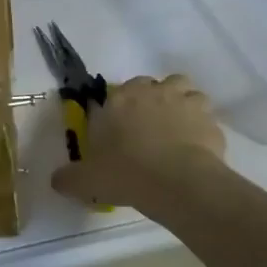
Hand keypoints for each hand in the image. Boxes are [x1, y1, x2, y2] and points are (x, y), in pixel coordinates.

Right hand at [51, 74, 224, 206]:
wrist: (176, 182)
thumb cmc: (126, 173)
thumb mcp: (87, 180)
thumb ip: (69, 177)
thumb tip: (56, 180)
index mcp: (120, 99)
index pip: (120, 90)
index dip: (122, 106)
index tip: (122, 127)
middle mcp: (153, 91)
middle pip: (154, 84)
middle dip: (153, 100)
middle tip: (150, 128)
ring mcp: (185, 102)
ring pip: (186, 91)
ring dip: (182, 104)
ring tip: (178, 130)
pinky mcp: (210, 120)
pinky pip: (207, 117)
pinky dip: (203, 127)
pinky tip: (197, 148)